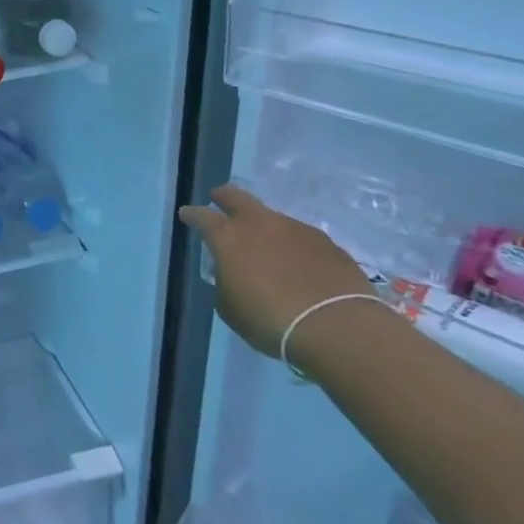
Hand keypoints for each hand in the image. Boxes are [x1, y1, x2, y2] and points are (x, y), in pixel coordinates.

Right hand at [179, 184, 375, 359]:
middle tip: (218, 198)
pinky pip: (300, 237)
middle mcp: (260, 224)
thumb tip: (232, 273)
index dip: (192, 215)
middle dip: (224, 196)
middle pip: (237, 197)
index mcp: (228, 238)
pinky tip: (297, 264)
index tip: (187, 214)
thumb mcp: (230, 307)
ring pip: (272, 217)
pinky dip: (292, 246)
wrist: (336, 326)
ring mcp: (296, 229)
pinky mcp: (327, 243)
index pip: (202, 217)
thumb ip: (225, 283)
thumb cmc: (269, 319)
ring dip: (263, 226)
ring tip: (265, 245)